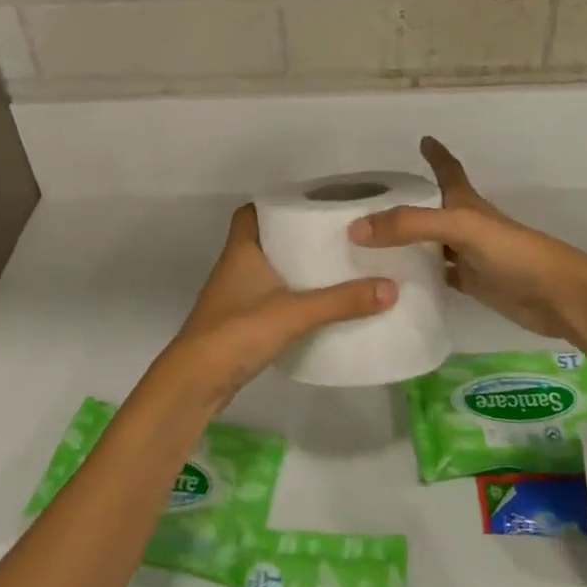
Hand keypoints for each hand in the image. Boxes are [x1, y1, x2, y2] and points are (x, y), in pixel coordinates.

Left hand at [146, 204, 395, 411]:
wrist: (196, 382)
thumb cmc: (238, 332)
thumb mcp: (295, 313)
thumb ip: (341, 301)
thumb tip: (391, 287)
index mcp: (242, 250)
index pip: (251, 212)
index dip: (275, 204)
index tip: (309, 205)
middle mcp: (235, 267)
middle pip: (265, 240)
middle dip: (295, 237)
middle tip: (333, 236)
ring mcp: (235, 297)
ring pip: (268, 271)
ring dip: (294, 268)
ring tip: (333, 266)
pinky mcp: (239, 324)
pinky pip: (269, 299)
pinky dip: (290, 297)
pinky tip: (317, 305)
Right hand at [349, 137, 586, 341]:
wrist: (557, 296)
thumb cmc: (513, 252)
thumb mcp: (459, 228)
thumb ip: (410, 225)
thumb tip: (356, 229)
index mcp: (466, 204)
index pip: (448, 171)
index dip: (436, 154)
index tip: (423, 139)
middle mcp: (466, 226)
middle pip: (431, 210)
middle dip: (406, 204)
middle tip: (369, 206)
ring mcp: (469, 256)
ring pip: (430, 245)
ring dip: (405, 243)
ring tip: (368, 246)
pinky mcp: (472, 285)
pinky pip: (437, 277)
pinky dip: (418, 277)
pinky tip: (395, 284)